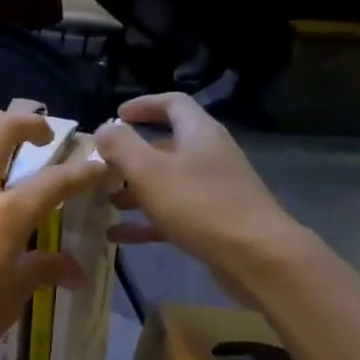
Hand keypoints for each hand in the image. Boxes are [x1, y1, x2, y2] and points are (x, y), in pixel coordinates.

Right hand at [93, 94, 309, 291]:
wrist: (256, 255)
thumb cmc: (200, 205)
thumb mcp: (150, 171)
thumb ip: (122, 146)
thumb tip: (103, 129)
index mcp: (199, 133)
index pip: (173, 104)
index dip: (144, 105)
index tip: (117, 115)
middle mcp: (209, 155)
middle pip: (167, 146)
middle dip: (132, 156)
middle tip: (104, 168)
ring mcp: (214, 190)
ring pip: (168, 182)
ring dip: (136, 190)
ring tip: (107, 204)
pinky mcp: (213, 221)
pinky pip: (172, 214)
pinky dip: (146, 221)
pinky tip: (118, 237)